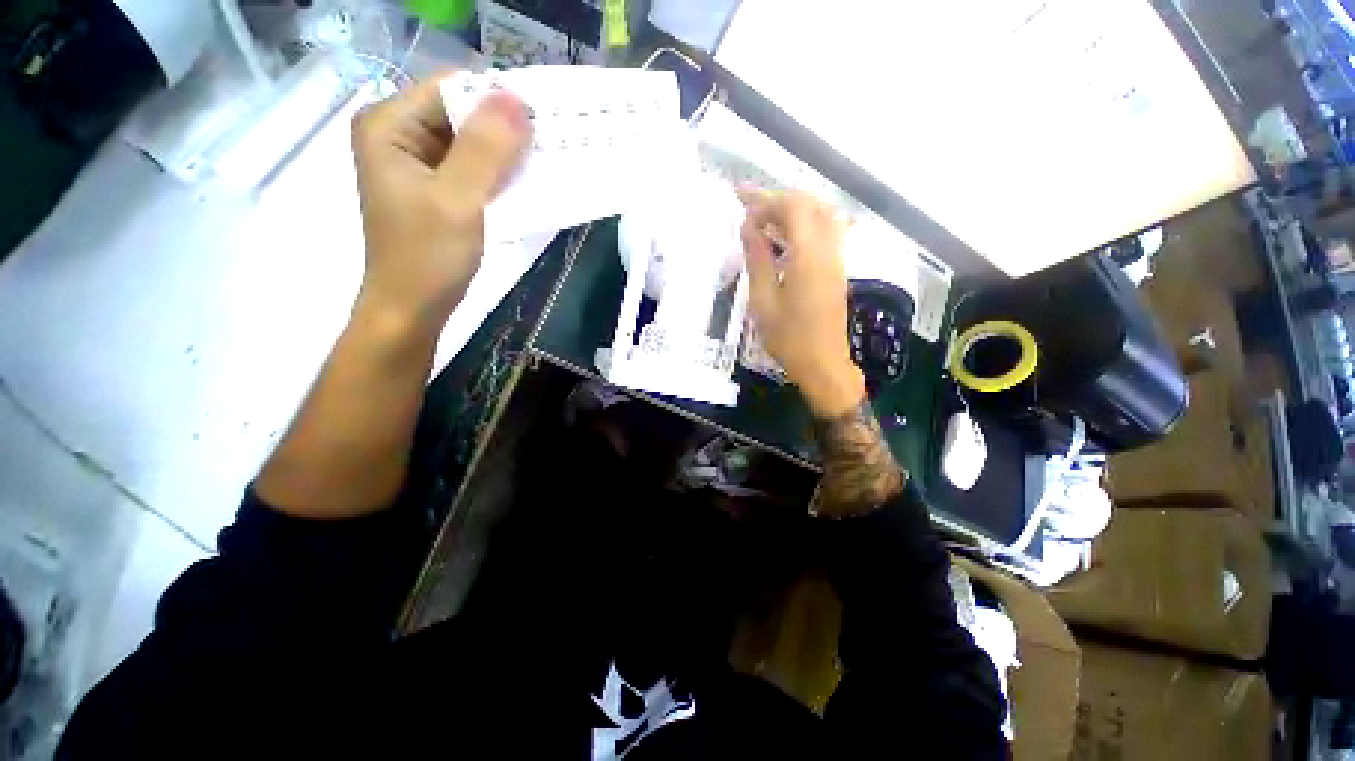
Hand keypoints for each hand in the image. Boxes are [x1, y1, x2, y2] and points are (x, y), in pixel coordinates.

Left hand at [350, 74, 530, 331]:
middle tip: (550, 142)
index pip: (450, 88)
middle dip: (504, 127)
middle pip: (460, 113)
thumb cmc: (428, 257)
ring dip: (506, 152)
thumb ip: (485, 150)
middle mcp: (398, 134)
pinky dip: (499, 173)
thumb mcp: (458, 200)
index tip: (541, 119)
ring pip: (470, 141)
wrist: (413, 307)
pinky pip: (472, 167)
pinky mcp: (434, 187)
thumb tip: (517, 99)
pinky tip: (526, 182)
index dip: (496, 100)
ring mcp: (416, 162)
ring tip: (546, 160)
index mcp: (388, 125)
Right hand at [740, 190, 864, 417]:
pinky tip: (784, 236)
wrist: (822, 363)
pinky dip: (804, 223)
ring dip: (793, 208)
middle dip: (779, 199)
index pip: (793, 207)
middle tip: (750, 204)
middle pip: (810, 204)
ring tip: (764, 216)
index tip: (742, 208)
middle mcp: (829, 249)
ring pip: (821, 215)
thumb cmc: (788, 337)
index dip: (767, 201)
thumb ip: (757, 259)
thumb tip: (748, 226)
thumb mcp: (763, 300)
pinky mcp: (837, 268)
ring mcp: (837, 258)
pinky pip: (825, 231)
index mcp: (809, 256)